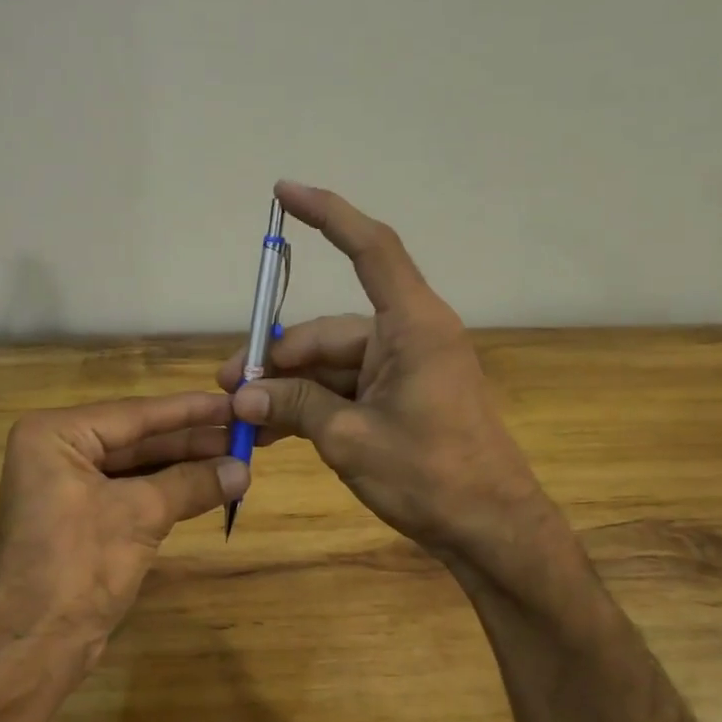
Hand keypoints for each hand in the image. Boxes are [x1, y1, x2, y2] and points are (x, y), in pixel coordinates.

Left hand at [0, 391, 248, 674]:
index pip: (135, 414)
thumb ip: (191, 483)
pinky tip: (207, 486)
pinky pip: (131, 492)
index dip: (190, 410)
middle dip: (191, 441)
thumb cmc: (77, 566)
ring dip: (184, 467)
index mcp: (55, 435)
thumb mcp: (139, 515)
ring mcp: (67, 486)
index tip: (235, 402)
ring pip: (137, 466)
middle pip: (136, 438)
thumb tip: (244, 468)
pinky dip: (168, 491)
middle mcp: (57, 451)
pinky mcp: (81, 518)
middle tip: (245, 434)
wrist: (32, 645)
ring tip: (236, 459)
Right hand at [217, 181, 538, 561]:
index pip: (370, 249)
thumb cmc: (430, 476)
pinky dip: (312, 404)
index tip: (284, 192)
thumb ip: (294, 407)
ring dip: (290, 388)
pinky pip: (346, 389)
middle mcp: (409, 337)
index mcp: (412, 326)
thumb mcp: (349, 439)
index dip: (328, 214)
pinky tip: (273, 428)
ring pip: (332, 365)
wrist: (490, 530)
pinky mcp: (401, 398)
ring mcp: (405, 369)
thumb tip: (242, 397)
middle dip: (278, 359)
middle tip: (230, 388)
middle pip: (330, 330)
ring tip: (244, 415)